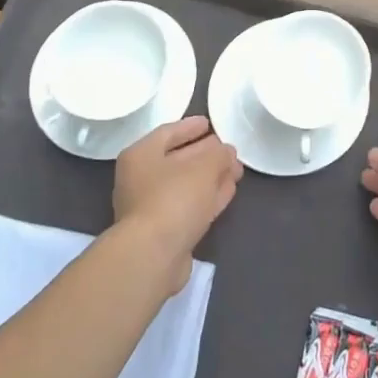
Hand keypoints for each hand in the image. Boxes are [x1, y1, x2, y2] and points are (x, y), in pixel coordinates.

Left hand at [113, 116, 242, 287]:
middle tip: (230, 149)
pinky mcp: (164, 231)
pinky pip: (189, 205)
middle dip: (206, 153)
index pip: (168, 132)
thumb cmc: (174, 198)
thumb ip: (219, 154)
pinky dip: (208, 197)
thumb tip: (226, 153)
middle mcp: (141, 179)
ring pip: (186, 184)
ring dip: (211, 176)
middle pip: (178, 159)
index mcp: (141, 155)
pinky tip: (228, 191)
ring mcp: (151, 207)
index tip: (210, 122)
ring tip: (236, 170)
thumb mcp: (205, 166)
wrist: (153, 254)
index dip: (190, 126)